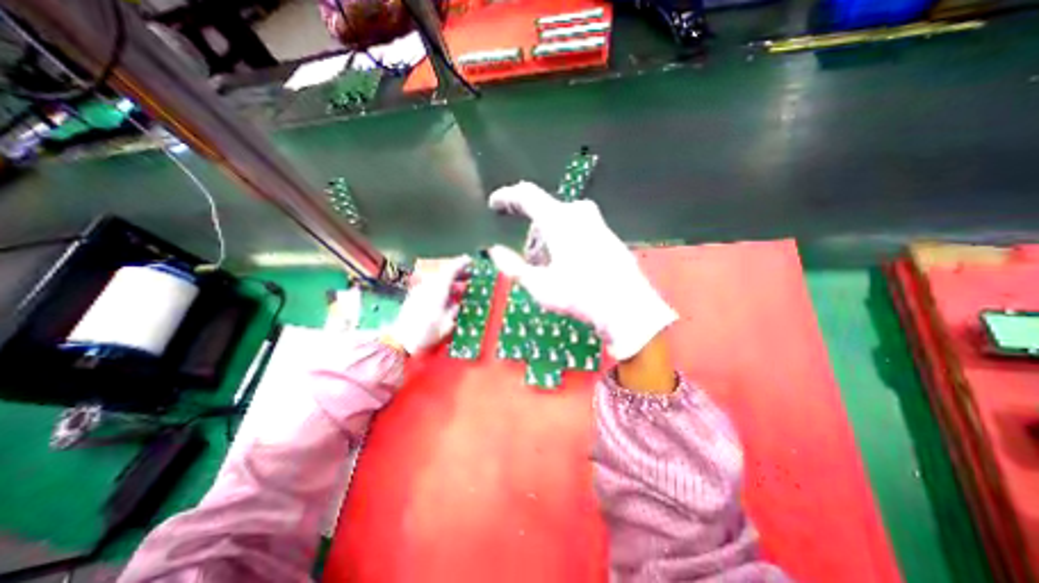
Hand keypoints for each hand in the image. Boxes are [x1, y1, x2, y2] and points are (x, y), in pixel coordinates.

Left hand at [388, 255, 472, 354]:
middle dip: (456, 271)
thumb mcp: (447, 324)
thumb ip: (453, 310)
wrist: (400, 339)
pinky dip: (441, 285)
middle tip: (468, 274)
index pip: (450, 270)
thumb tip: (457, 302)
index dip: (460, 263)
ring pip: (437, 278)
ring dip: (448, 279)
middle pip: (443, 272)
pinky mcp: (414, 295)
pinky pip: (431, 285)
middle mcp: (428, 286)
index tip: (469, 261)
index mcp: (438, 291)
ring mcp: (419, 290)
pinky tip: (446, 295)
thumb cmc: (426, 333)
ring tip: (459, 286)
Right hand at [489, 183, 683, 363]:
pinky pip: (576, 228)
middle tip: (530, 261)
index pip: (526, 194)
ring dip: (547, 240)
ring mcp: (596, 221)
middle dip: (531, 234)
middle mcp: (578, 212)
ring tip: (549, 268)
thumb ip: (513, 266)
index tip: (494, 204)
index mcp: (558, 220)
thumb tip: (494, 251)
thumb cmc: (579, 296)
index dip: (507, 197)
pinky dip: (564, 241)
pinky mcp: (606, 233)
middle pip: (543, 213)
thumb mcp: (539, 285)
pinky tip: (569, 265)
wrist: (627, 307)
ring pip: (560, 221)